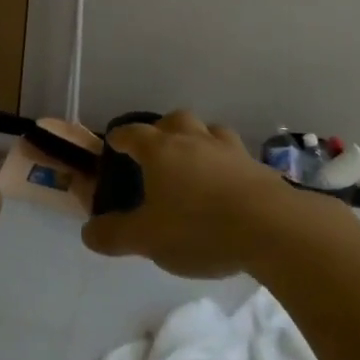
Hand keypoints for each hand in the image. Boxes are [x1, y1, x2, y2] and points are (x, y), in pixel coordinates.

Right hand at [81, 110, 286, 277]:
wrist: (271, 228)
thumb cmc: (198, 228)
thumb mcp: (147, 239)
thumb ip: (114, 235)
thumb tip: (87, 232)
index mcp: (160, 150)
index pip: (133, 133)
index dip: (120, 137)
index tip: (114, 143)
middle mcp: (193, 140)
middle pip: (175, 120)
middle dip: (163, 130)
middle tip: (158, 151)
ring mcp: (229, 150)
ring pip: (209, 130)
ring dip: (199, 140)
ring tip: (196, 162)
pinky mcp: (257, 166)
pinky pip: (236, 155)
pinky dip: (227, 163)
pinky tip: (228, 184)